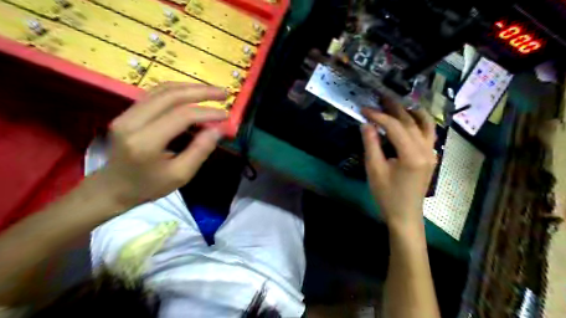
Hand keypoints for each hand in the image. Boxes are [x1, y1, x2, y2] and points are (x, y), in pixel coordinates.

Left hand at [94, 84, 226, 209]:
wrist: (113, 187)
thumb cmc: (149, 186)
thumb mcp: (180, 175)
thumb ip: (200, 150)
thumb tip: (219, 129)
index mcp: (145, 142)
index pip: (181, 116)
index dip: (207, 113)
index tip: (227, 115)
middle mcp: (132, 122)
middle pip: (171, 96)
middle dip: (201, 91)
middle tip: (224, 93)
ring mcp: (126, 114)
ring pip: (162, 90)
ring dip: (190, 87)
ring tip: (212, 91)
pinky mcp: (127, 112)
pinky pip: (155, 94)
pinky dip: (177, 91)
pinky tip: (192, 93)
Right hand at [362, 99, 436, 230]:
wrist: (405, 215)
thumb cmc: (387, 195)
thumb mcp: (374, 170)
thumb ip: (371, 145)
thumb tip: (366, 124)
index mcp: (411, 155)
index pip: (395, 126)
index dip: (378, 116)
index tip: (364, 110)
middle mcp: (426, 150)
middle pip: (410, 121)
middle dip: (393, 108)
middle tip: (378, 99)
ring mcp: (431, 153)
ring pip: (424, 124)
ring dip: (409, 111)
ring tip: (395, 103)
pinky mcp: (431, 156)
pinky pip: (428, 133)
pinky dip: (419, 122)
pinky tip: (410, 118)